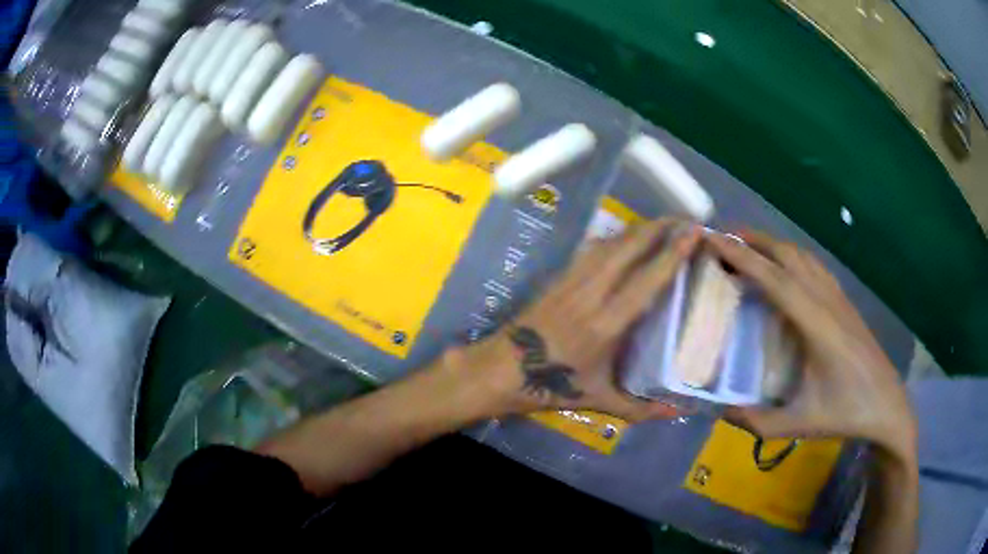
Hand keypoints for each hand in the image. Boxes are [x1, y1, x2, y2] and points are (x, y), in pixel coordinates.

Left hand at [447, 219, 700, 421]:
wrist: (502, 370)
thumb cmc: (554, 386)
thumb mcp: (600, 400)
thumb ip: (641, 408)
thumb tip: (677, 413)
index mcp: (607, 323)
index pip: (647, 279)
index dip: (672, 253)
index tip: (694, 233)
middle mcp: (592, 293)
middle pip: (629, 247)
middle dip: (660, 228)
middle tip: (686, 220)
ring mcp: (573, 281)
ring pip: (610, 243)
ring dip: (638, 229)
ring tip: (663, 224)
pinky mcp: (559, 277)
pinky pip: (592, 249)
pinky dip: (614, 238)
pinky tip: (626, 238)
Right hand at [704, 231, 916, 458]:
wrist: (887, 405)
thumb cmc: (846, 414)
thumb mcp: (800, 425)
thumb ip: (757, 421)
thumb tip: (721, 410)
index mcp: (816, 325)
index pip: (775, 279)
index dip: (743, 257)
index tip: (713, 240)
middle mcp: (827, 301)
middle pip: (789, 255)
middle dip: (754, 241)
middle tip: (721, 239)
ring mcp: (838, 299)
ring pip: (803, 257)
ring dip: (773, 245)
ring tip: (747, 247)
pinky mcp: (845, 303)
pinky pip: (815, 267)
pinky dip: (792, 256)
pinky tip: (784, 267)